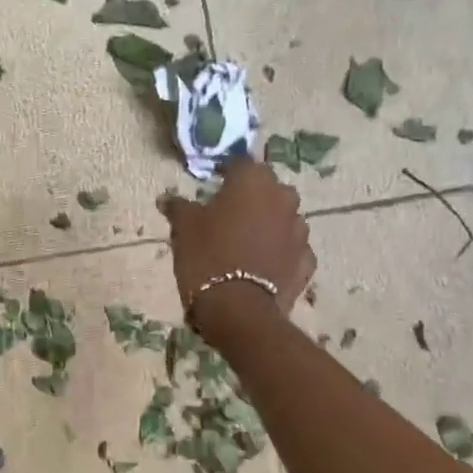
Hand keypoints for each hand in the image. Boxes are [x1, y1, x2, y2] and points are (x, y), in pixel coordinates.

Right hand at [159, 159, 314, 340]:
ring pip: (282, 217)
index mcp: (253, 182)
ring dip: (267, 222)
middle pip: (267, 189)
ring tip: (245, 240)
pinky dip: (279, 250)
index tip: (212, 185)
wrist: (237, 309)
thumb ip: (179, 207)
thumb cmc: (207, 256)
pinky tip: (262, 263)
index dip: (226, 173)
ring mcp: (300, 231)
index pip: (240, 163)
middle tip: (228, 213)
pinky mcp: (306, 261)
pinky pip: (290, 247)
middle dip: (251, 196)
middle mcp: (283, 198)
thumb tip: (167, 198)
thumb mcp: (183, 228)